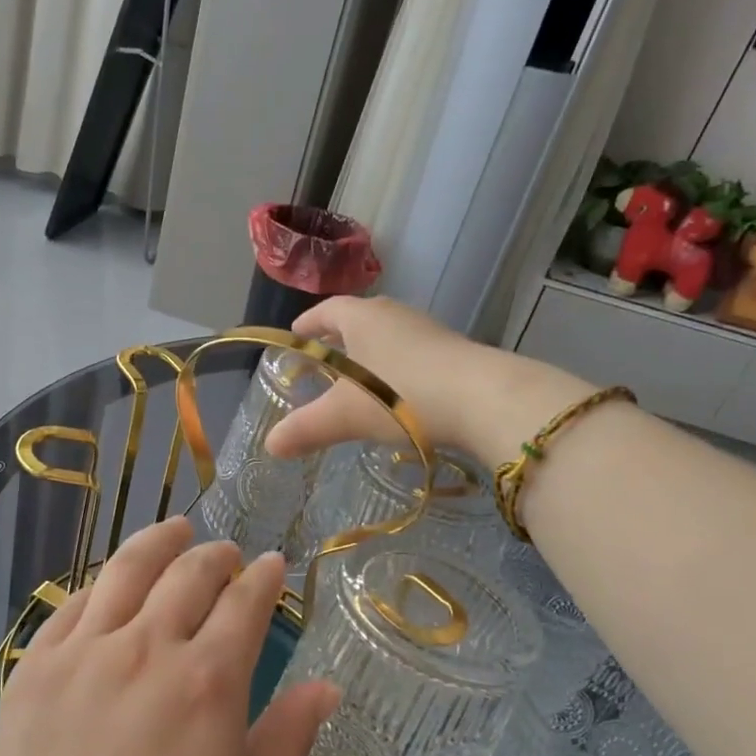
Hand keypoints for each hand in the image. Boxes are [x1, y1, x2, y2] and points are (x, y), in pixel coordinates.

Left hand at [0, 517, 338, 755]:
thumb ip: (290, 734)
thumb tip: (327, 685)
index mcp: (207, 679)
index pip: (244, 602)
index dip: (263, 577)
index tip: (272, 564)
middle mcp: (147, 646)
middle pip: (188, 573)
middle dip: (216, 554)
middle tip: (226, 554)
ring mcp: (85, 649)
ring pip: (128, 570)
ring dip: (159, 542)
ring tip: (174, 530)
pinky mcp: (36, 663)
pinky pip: (73, 603)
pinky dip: (103, 583)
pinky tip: (113, 583)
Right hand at [266, 296, 593, 466]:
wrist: (485, 399)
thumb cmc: (402, 395)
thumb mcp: (344, 416)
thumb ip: (306, 429)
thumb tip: (270, 445)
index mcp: (362, 317)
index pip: (327, 310)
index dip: (308, 323)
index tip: (295, 335)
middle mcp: (395, 314)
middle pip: (359, 318)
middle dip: (339, 336)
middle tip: (323, 358)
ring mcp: (429, 330)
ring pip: (389, 336)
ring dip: (371, 353)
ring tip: (358, 379)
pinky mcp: (455, 351)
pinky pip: (414, 353)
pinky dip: (398, 368)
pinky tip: (398, 395)